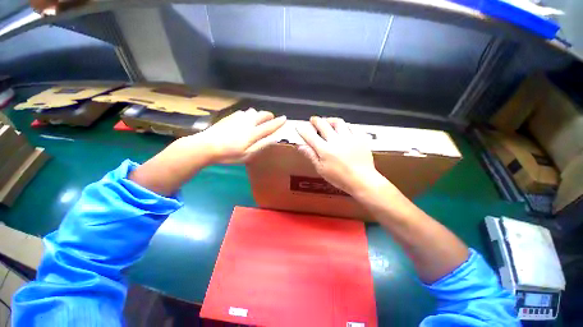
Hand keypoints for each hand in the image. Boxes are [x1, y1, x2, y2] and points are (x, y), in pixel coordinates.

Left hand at [193, 108, 285, 163]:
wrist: (206, 145)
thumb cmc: (228, 154)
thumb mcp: (247, 155)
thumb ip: (260, 146)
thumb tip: (272, 139)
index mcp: (252, 133)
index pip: (269, 126)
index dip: (278, 123)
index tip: (284, 118)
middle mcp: (247, 123)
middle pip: (262, 115)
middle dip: (269, 116)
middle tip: (272, 119)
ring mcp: (238, 118)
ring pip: (252, 112)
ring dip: (258, 114)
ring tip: (259, 119)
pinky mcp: (230, 117)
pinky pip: (243, 112)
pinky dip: (248, 114)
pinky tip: (245, 119)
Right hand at [296, 116, 385, 194]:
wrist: (362, 180)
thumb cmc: (339, 178)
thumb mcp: (321, 169)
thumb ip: (311, 155)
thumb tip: (300, 146)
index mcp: (325, 149)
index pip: (310, 135)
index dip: (303, 129)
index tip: (299, 126)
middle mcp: (336, 140)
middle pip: (323, 124)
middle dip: (316, 120)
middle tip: (313, 120)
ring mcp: (349, 137)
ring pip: (338, 122)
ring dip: (330, 120)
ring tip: (328, 122)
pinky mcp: (360, 137)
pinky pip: (352, 126)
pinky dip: (345, 125)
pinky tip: (344, 129)